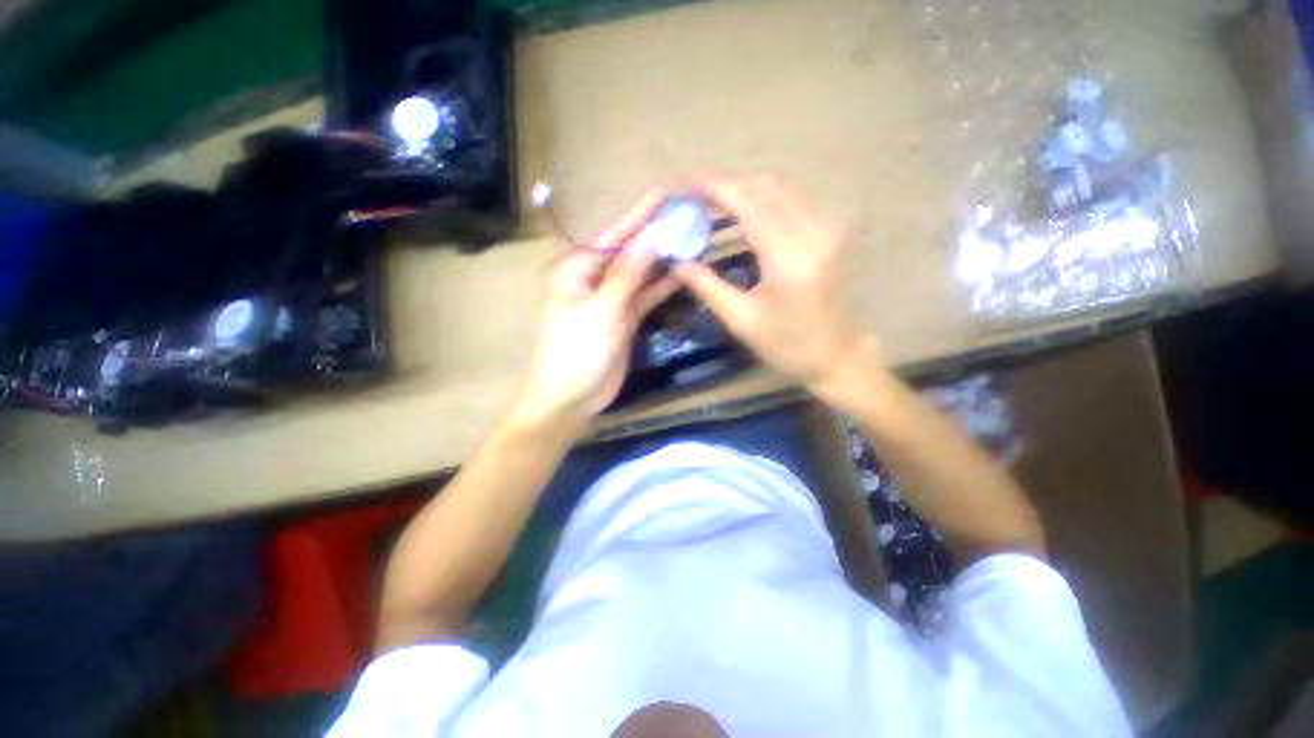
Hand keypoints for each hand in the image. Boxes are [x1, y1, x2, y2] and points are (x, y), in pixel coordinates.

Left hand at [514, 190, 678, 428]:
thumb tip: (654, 236)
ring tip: (691, 239)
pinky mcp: (624, 317)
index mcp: (578, 269)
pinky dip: (661, 286)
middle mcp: (594, 278)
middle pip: (629, 251)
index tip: (666, 194)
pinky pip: (645, 296)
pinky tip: (682, 272)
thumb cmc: (578, 350)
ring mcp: (611, 299)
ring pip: (640, 273)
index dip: (640, 215)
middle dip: (656, 235)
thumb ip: (629, 273)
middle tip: (688, 216)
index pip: (614, 235)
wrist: (573, 396)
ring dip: (662, 259)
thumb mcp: (603, 309)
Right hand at [674, 174, 880, 393]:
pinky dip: (762, 202)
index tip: (687, 187)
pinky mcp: (831, 231)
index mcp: (790, 257)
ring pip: (780, 189)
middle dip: (727, 186)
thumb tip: (677, 262)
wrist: (839, 356)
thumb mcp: (742, 321)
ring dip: (744, 191)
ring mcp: (828, 228)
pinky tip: (741, 218)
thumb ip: (708, 287)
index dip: (716, 189)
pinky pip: (791, 202)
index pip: (749, 203)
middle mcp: (815, 231)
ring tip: (712, 206)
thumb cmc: (789, 346)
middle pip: (766, 186)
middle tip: (695, 198)